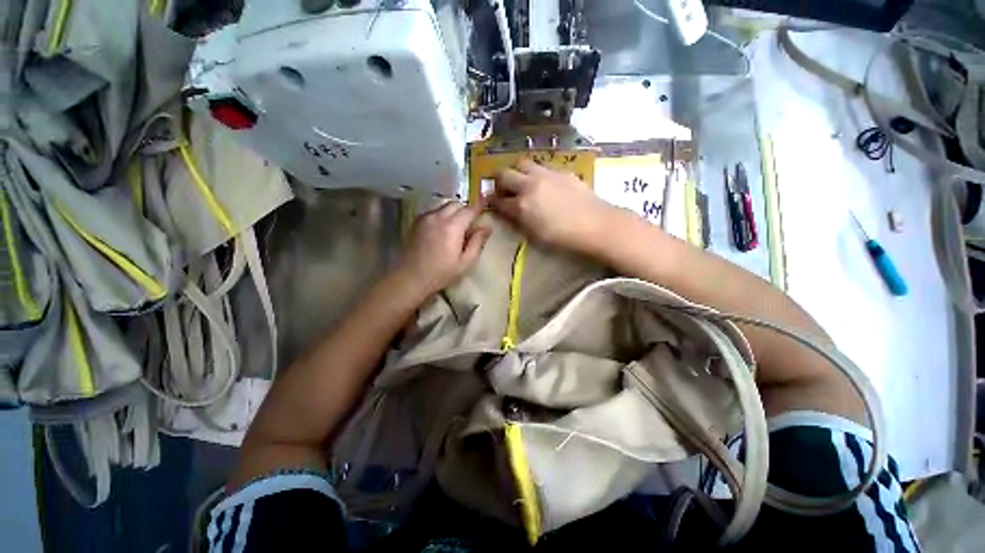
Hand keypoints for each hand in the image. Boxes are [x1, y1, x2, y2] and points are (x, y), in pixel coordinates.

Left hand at [396, 201, 491, 295]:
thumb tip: (487, 227)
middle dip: (466, 209)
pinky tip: (441, 227)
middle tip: (471, 221)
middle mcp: (438, 216)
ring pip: (443, 204)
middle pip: (456, 204)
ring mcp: (425, 217)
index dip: (480, 204)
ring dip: (453, 210)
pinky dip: (441, 213)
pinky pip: (432, 210)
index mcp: (453, 226)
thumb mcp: (465, 263)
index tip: (486, 199)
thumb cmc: (441, 273)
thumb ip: (477, 243)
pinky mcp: (415, 221)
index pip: (470, 209)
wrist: (409, 277)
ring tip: (456, 223)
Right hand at [489, 159, 616, 252]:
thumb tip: (510, 211)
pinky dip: (535, 172)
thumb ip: (519, 220)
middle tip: (503, 189)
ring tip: (522, 181)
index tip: (491, 202)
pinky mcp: (560, 171)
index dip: (492, 201)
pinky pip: (541, 166)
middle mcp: (530, 185)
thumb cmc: (564, 237)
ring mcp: (546, 175)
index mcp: (522, 206)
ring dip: (516, 171)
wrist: (595, 224)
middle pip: (504, 174)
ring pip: (522, 163)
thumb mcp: (536, 234)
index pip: (499, 200)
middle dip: (499, 181)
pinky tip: (543, 183)